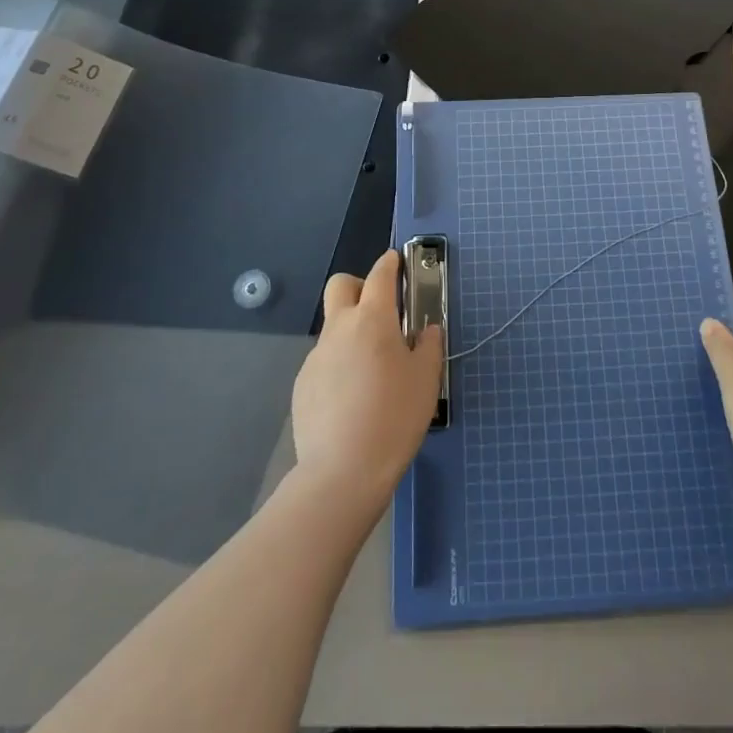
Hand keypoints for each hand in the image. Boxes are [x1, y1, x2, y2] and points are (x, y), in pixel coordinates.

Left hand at [291, 250, 443, 515]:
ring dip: (351, 330)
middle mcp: (340, 328)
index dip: (389, 263)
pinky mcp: (302, 384)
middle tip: (380, 309)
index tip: (396, 261)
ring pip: (333, 326)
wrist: (342, 471)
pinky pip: (324, 360)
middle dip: (359, 285)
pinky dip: (339, 363)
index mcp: (373, 319)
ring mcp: (316, 356)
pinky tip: (353, 397)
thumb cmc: (395, 417)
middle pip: (341, 285)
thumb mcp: (426, 379)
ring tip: (371, 367)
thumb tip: (427, 330)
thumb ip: (429, 346)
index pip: (380, 275)